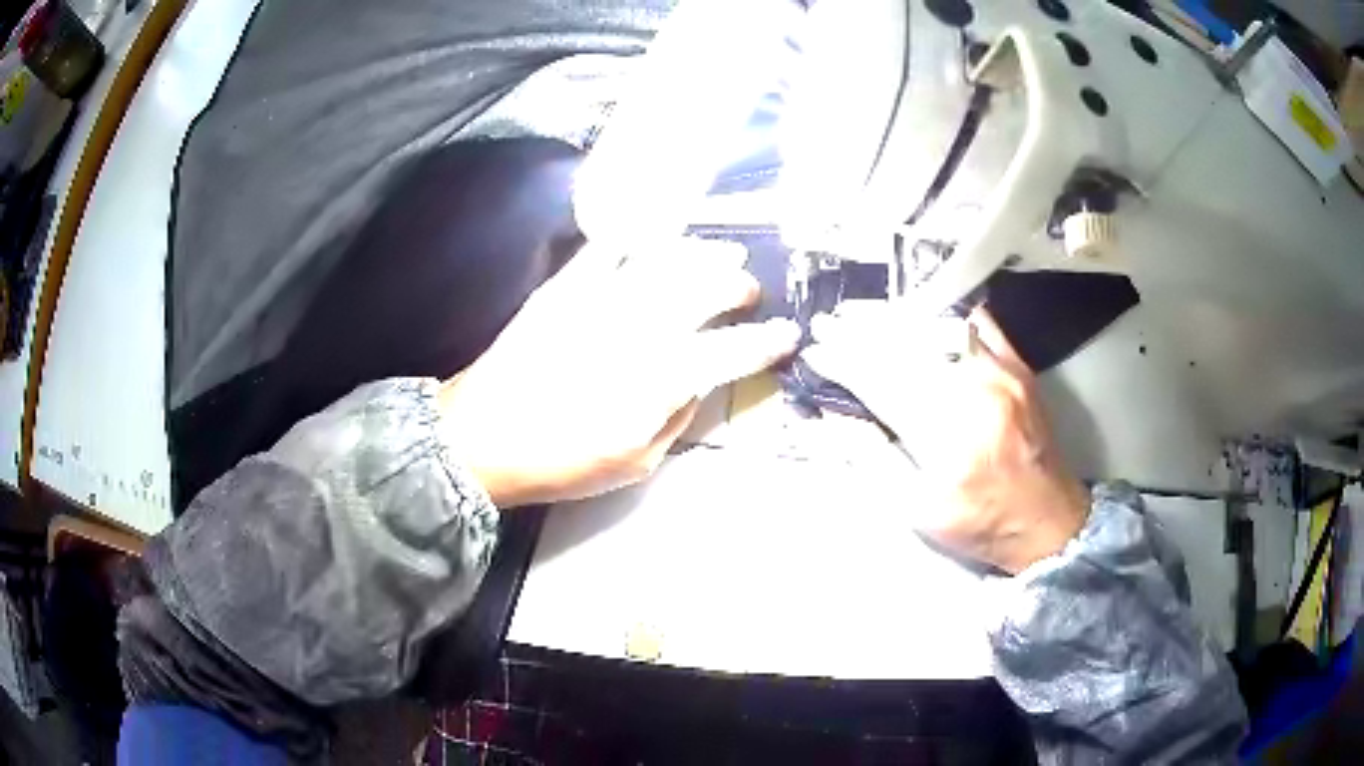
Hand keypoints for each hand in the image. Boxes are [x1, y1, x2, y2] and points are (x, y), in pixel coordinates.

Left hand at [439, 238, 798, 507]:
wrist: (480, 439)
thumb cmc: (560, 462)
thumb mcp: (634, 462)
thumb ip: (677, 416)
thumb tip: (700, 381)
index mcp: (659, 380)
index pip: (729, 352)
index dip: (765, 342)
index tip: (786, 335)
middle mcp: (637, 330)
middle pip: (703, 290)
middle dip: (737, 285)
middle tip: (749, 289)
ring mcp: (598, 301)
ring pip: (664, 260)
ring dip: (702, 253)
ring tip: (722, 251)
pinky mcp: (564, 288)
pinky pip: (607, 249)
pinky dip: (638, 237)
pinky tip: (655, 236)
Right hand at [802, 305, 1088, 573]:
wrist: (1050, 520)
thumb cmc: (980, 524)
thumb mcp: (917, 511)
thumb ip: (873, 461)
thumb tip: (832, 419)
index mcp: (948, 437)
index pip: (882, 383)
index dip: (844, 363)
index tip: (816, 352)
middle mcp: (976, 392)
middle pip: (908, 346)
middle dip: (861, 331)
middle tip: (829, 322)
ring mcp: (1002, 372)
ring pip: (939, 328)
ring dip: (896, 320)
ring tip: (865, 316)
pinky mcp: (1019, 366)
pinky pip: (978, 324)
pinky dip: (945, 316)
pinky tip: (922, 315)